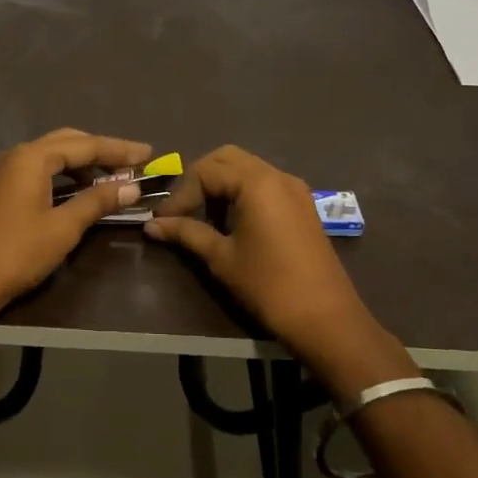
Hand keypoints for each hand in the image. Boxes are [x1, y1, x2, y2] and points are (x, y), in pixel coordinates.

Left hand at [0, 129, 153, 320]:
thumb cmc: (17, 252)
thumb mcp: (63, 227)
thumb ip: (97, 202)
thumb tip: (132, 186)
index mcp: (33, 157)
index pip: (86, 145)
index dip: (119, 149)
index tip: (149, 154)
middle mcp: (19, 156)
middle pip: (69, 143)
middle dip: (102, 151)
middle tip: (133, 164)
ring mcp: (8, 173)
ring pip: (54, 157)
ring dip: (84, 165)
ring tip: (114, 180)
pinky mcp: (4, 191)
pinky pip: (43, 172)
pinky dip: (67, 177)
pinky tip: (82, 192)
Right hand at [145, 145, 394, 378]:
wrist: (325, 318)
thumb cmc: (268, 285)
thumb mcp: (221, 258)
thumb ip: (186, 233)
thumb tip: (152, 225)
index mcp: (256, 183)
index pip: (206, 171)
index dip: (180, 194)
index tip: (164, 221)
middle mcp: (277, 175)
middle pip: (227, 159)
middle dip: (199, 179)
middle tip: (182, 209)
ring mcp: (295, 189)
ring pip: (248, 169)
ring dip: (221, 185)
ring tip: (202, 217)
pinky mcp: (303, 206)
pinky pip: (265, 184)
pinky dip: (242, 192)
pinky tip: (231, 222)